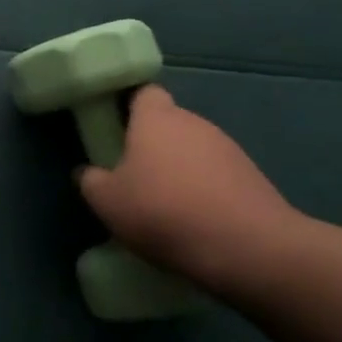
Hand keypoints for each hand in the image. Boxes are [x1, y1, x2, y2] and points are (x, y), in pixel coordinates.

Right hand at [76, 85, 303, 286]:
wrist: (249, 248)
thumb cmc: (164, 212)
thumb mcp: (107, 202)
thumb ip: (91, 181)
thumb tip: (88, 173)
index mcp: (156, 118)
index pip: (144, 93)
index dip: (129, 107)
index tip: (116, 129)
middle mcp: (195, 123)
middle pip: (169, 123)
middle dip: (152, 145)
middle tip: (134, 177)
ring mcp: (229, 149)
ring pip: (194, 151)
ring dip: (180, 170)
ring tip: (166, 206)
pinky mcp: (253, 178)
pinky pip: (218, 176)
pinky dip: (205, 191)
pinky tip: (196, 221)